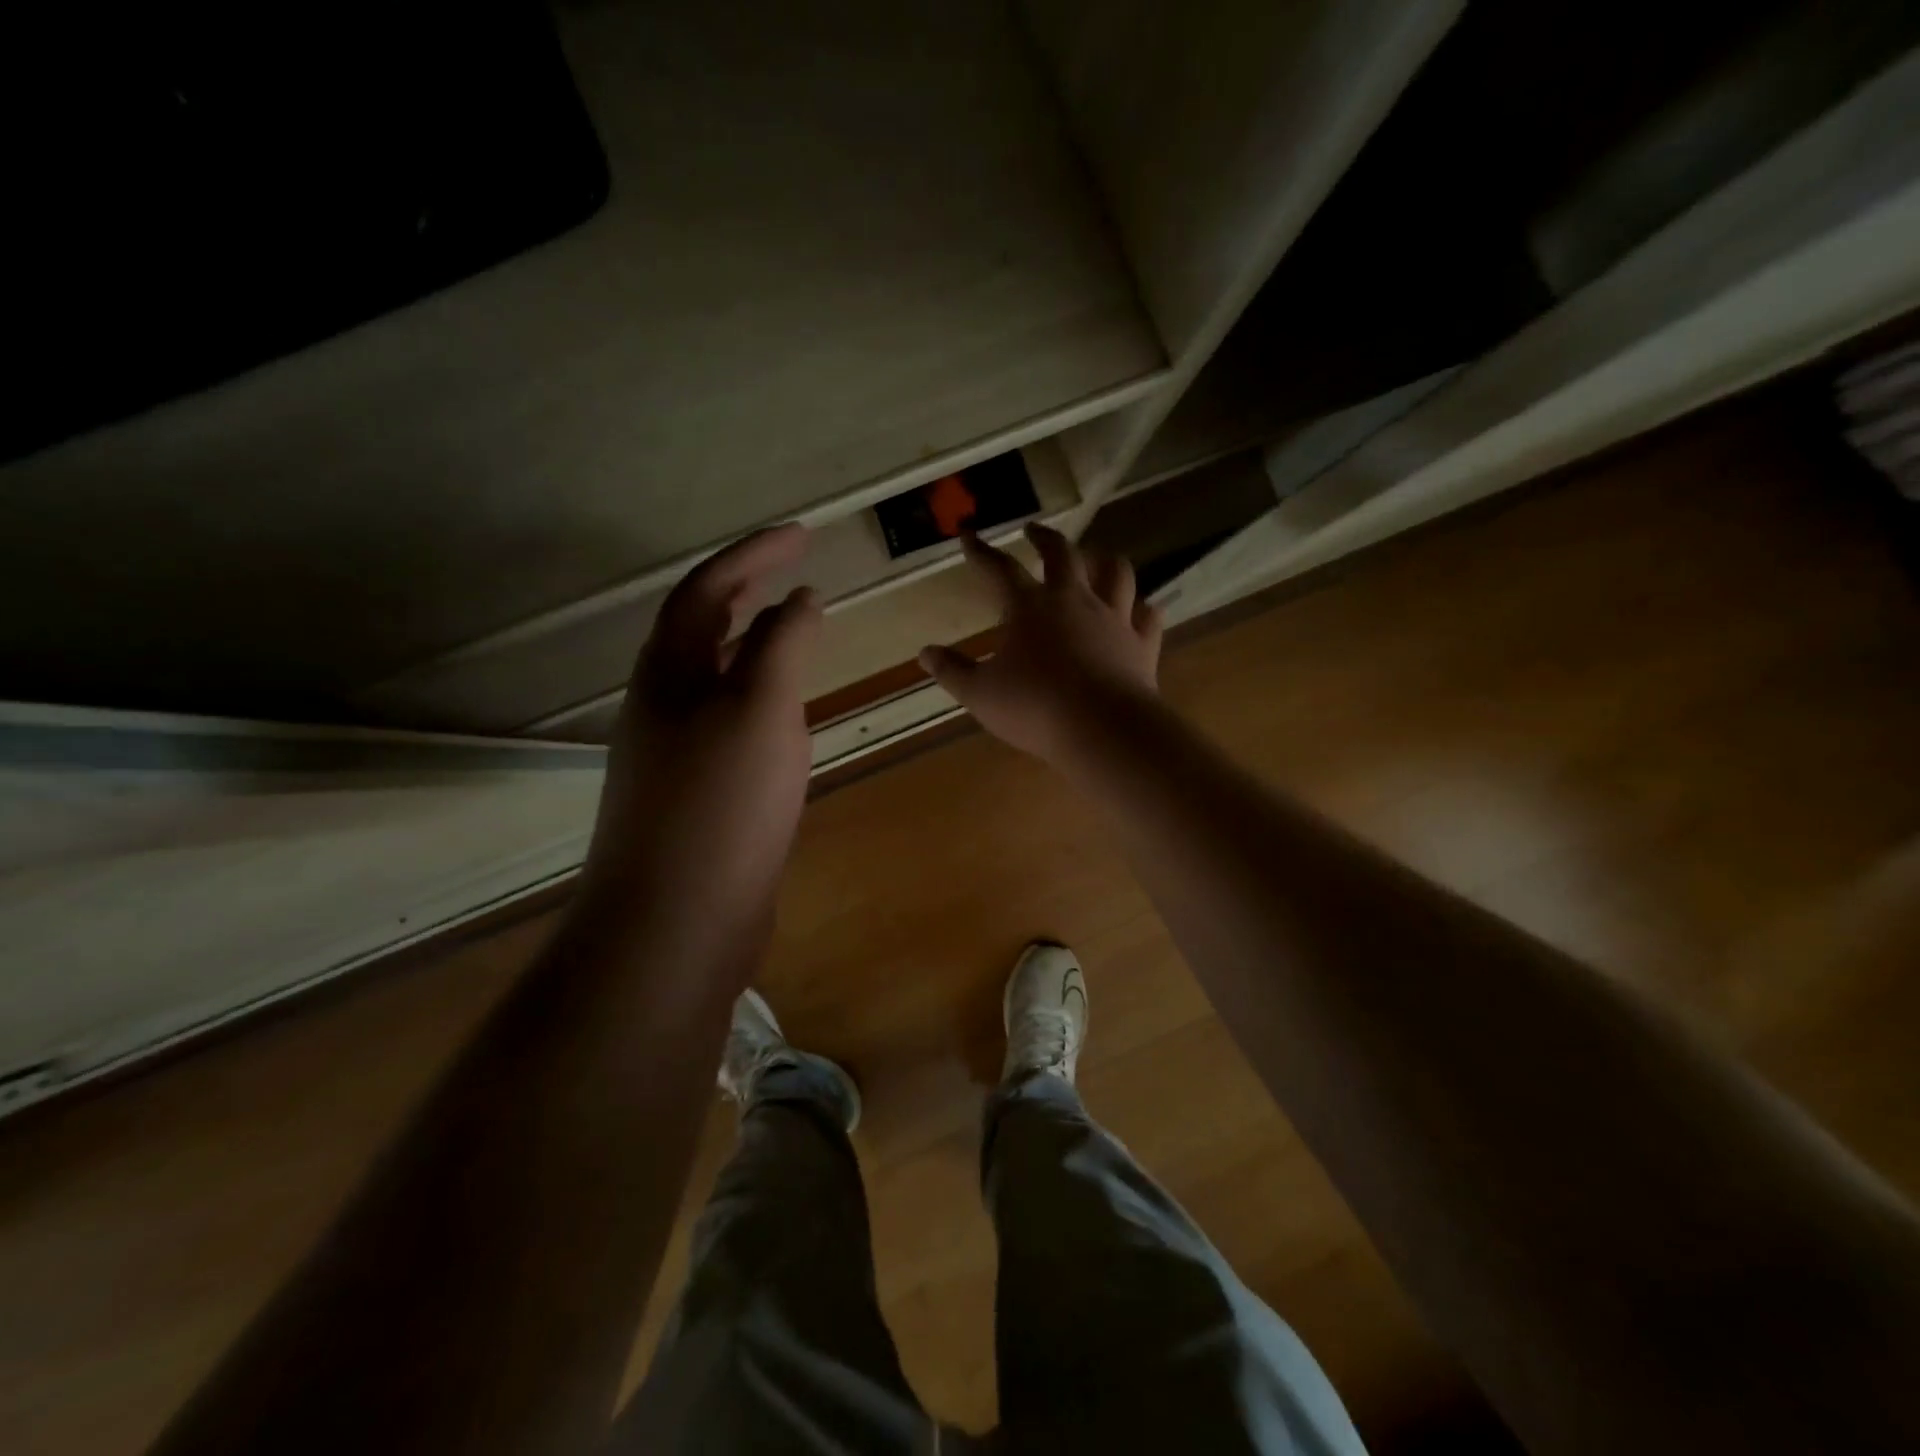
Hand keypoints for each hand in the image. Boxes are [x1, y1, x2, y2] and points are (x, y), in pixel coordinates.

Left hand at [582, 524, 820, 938]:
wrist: (676, 922)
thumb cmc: (721, 806)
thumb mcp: (761, 711)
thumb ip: (782, 646)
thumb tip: (799, 598)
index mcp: (668, 674)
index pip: (708, 589)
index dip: (755, 554)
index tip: (805, 534)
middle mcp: (662, 705)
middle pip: (701, 628)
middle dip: (748, 591)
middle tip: (797, 573)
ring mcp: (675, 753)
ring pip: (715, 678)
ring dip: (753, 645)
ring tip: (797, 632)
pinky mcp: (696, 794)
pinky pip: (729, 723)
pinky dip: (760, 699)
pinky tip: (787, 717)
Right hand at [919, 524, 1162, 764]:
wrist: (1102, 728)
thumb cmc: (1034, 708)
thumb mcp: (980, 694)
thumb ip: (952, 670)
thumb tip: (925, 653)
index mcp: (1029, 607)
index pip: (999, 569)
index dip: (981, 552)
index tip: (969, 536)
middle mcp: (1074, 600)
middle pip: (1063, 553)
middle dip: (1045, 538)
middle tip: (1034, 531)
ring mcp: (1113, 618)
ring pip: (1116, 572)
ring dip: (1103, 560)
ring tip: (1095, 558)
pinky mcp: (1141, 643)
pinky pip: (1147, 615)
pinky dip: (1141, 609)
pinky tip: (1138, 610)